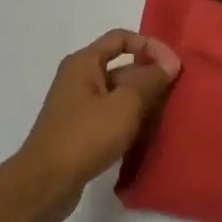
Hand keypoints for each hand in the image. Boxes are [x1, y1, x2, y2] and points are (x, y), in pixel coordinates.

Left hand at [11, 30, 180, 220]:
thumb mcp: (126, 103)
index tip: (173, 65)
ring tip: (166, 111)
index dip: (150, 45)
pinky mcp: (80, 129)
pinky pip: (112, 113)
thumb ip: (151, 79)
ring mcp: (78, 105)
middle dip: (150, 74)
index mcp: (84, 63)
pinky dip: (130, 117)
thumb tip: (171, 63)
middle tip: (176, 91)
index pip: (122, 38)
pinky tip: (147, 131)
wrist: (46, 183)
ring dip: (143, 98)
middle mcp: (78, 78)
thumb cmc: (86, 135)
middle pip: (122, 65)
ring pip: (119, 92)